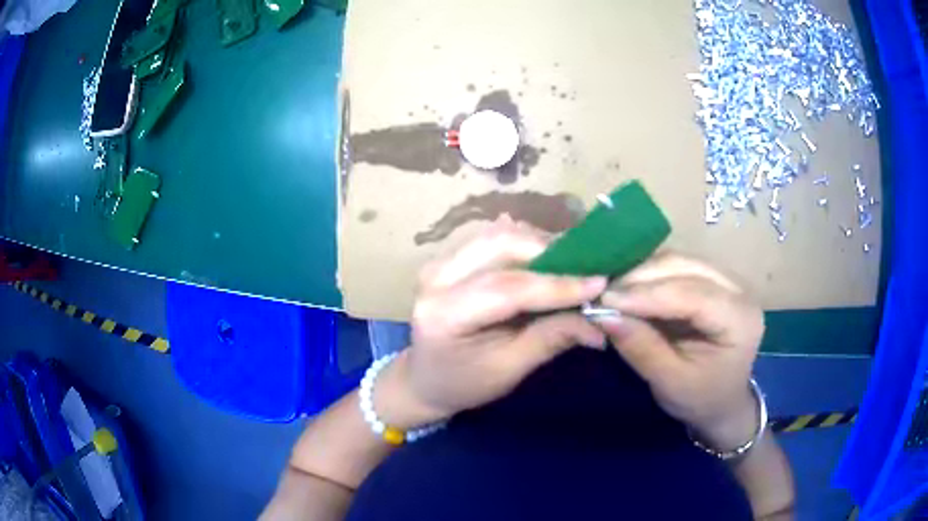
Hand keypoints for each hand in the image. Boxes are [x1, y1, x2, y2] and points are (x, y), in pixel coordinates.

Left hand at [376, 218, 608, 428]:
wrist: (425, 378)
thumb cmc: (465, 383)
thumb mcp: (509, 369)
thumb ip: (552, 338)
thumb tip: (600, 318)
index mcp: (444, 315)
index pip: (506, 289)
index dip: (557, 284)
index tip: (599, 282)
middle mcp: (435, 277)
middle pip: (500, 244)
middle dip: (550, 251)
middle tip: (588, 267)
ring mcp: (439, 261)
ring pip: (498, 234)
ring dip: (540, 243)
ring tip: (572, 262)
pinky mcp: (448, 256)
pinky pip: (493, 238)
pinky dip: (525, 243)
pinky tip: (547, 258)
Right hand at [597, 253, 764, 450]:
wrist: (722, 403)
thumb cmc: (700, 399)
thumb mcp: (670, 382)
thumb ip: (641, 347)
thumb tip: (602, 315)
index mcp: (740, 320)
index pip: (693, 294)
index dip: (648, 294)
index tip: (605, 300)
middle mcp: (740, 290)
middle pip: (687, 267)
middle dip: (643, 277)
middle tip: (603, 293)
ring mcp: (728, 281)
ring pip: (681, 261)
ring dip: (644, 272)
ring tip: (613, 290)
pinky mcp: (714, 280)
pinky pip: (679, 267)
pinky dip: (651, 274)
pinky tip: (630, 287)